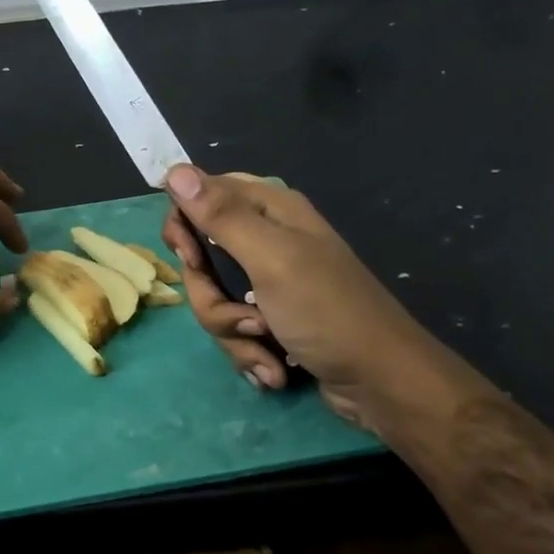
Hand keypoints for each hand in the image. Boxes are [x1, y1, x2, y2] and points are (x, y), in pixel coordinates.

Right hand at [161, 166, 428, 430]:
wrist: (380, 383)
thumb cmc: (327, 311)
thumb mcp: (270, 258)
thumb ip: (220, 216)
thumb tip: (173, 170)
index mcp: (270, 210)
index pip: (202, 196)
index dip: (186, 226)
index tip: (191, 258)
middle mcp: (266, 240)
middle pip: (202, 258)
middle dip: (213, 298)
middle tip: (244, 316)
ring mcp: (269, 284)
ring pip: (214, 300)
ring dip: (234, 333)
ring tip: (266, 347)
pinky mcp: (272, 320)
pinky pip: (234, 329)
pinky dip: (249, 352)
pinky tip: (274, 368)